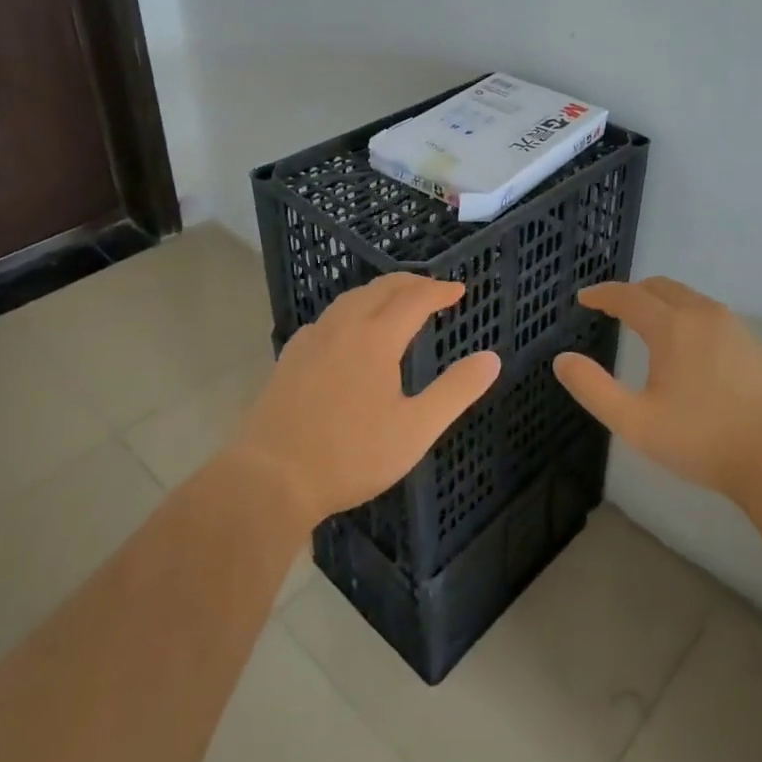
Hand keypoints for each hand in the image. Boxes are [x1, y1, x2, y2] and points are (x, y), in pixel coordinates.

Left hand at [229, 274, 501, 526]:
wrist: (269, 478)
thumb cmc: (351, 455)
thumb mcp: (416, 429)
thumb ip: (456, 391)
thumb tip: (491, 358)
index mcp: (376, 338)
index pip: (414, 299)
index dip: (439, 291)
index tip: (459, 291)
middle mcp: (343, 328)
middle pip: (381, 289)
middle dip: (411, 283)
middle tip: (432, 289)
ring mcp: (311, 340)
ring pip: (350, 299)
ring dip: (379, 292)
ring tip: (395, 302)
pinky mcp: (289, 358)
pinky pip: (328, 318)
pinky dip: (351, 310)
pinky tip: (348, 331)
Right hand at [555, 277, 761, 504]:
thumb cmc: (703, 440)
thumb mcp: (636, 422)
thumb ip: (593, 388)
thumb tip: (562, 360)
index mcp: (671, 326)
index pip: (628, 296)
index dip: (602, 294)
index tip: (584, 298)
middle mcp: (703, 315)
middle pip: (661, 287)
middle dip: (633, 292)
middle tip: (614, 307)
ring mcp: (735, 328)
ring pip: (690, 299)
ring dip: (663, 302)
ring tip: (649, 324)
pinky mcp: (756, 346)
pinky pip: (712, 316)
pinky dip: (689, 317)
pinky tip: (690, 349)